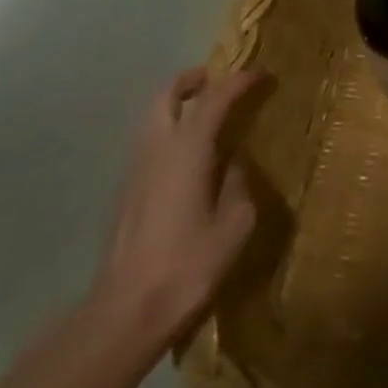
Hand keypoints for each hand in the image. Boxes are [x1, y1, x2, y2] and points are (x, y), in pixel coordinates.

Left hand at [89, 66, 263, 347]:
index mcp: (187, 150)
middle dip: (193, 80)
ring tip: (208, 114)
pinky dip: (171, 132)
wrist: (125, 314)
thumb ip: (239, 185)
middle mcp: (157, 150)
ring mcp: (136, 171)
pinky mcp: (127, 194)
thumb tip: (235, 167)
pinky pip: (150, 144)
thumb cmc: (187, 265)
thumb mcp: (235, 224)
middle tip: (220, 80)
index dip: (240, 81)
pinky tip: (191, 156)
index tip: (262, 74)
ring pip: (153, 118)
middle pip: (166, 95)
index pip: (215, 98)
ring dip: (178, 105)